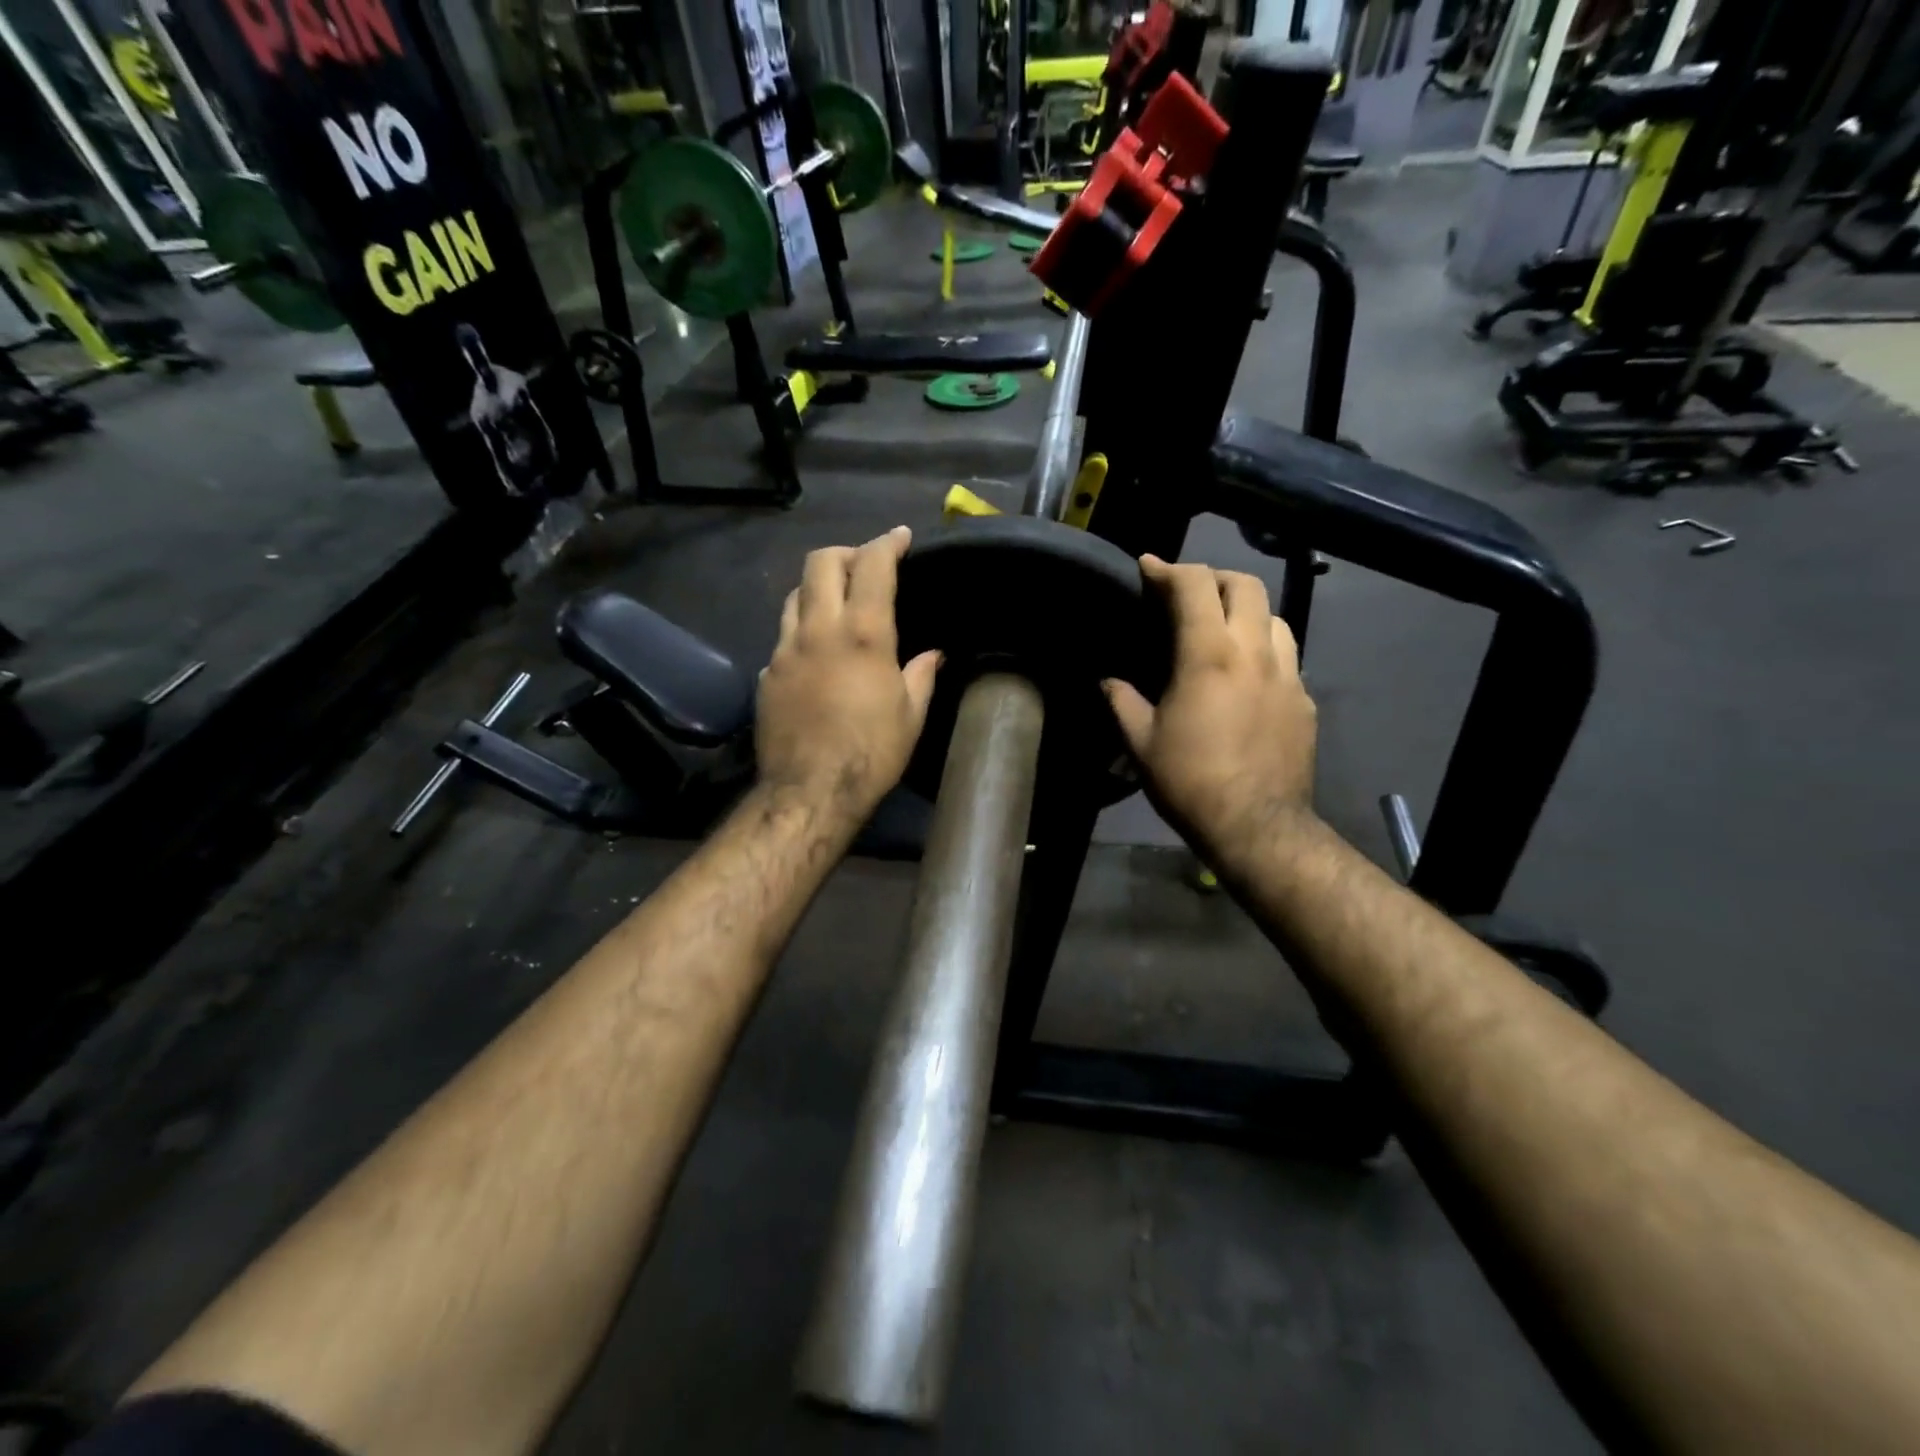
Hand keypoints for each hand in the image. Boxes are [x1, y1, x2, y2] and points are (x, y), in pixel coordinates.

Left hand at [756, 528, 941, 821]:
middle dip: (846, 553)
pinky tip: (815, 656)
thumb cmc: (872, 753)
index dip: (888, 543)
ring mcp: (785, 649)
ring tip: (836, 604)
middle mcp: (819, 629)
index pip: (873, 565)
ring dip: (817, 588)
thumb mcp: (911, 715)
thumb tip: (932, 654)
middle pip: (821, 562)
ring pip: (794, 594)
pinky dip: (801, 632)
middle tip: (864, 567)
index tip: (900, 537)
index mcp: (864, 634)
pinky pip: (782, 637)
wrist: (810, 791)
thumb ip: (921, 675)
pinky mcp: (767, 673)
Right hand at [1103, 556, 1318, 857]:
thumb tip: (1107, 681)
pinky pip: (1287, 656)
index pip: (1194, 586)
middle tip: (1187, 593)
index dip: (1168, 568)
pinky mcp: (1305, 700)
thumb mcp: (1140, 743)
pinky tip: (1246, 676)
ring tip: (1222, 629)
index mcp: (1209, 655)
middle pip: (1246, 585)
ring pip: (1275, 616)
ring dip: (1245, 610)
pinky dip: (1263, 649)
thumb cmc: (1190, 781)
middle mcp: (1255, 652)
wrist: (1258, 826)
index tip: (1148, 566)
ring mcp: (1289, 675)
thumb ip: (1122, 701)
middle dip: (1213, 577)